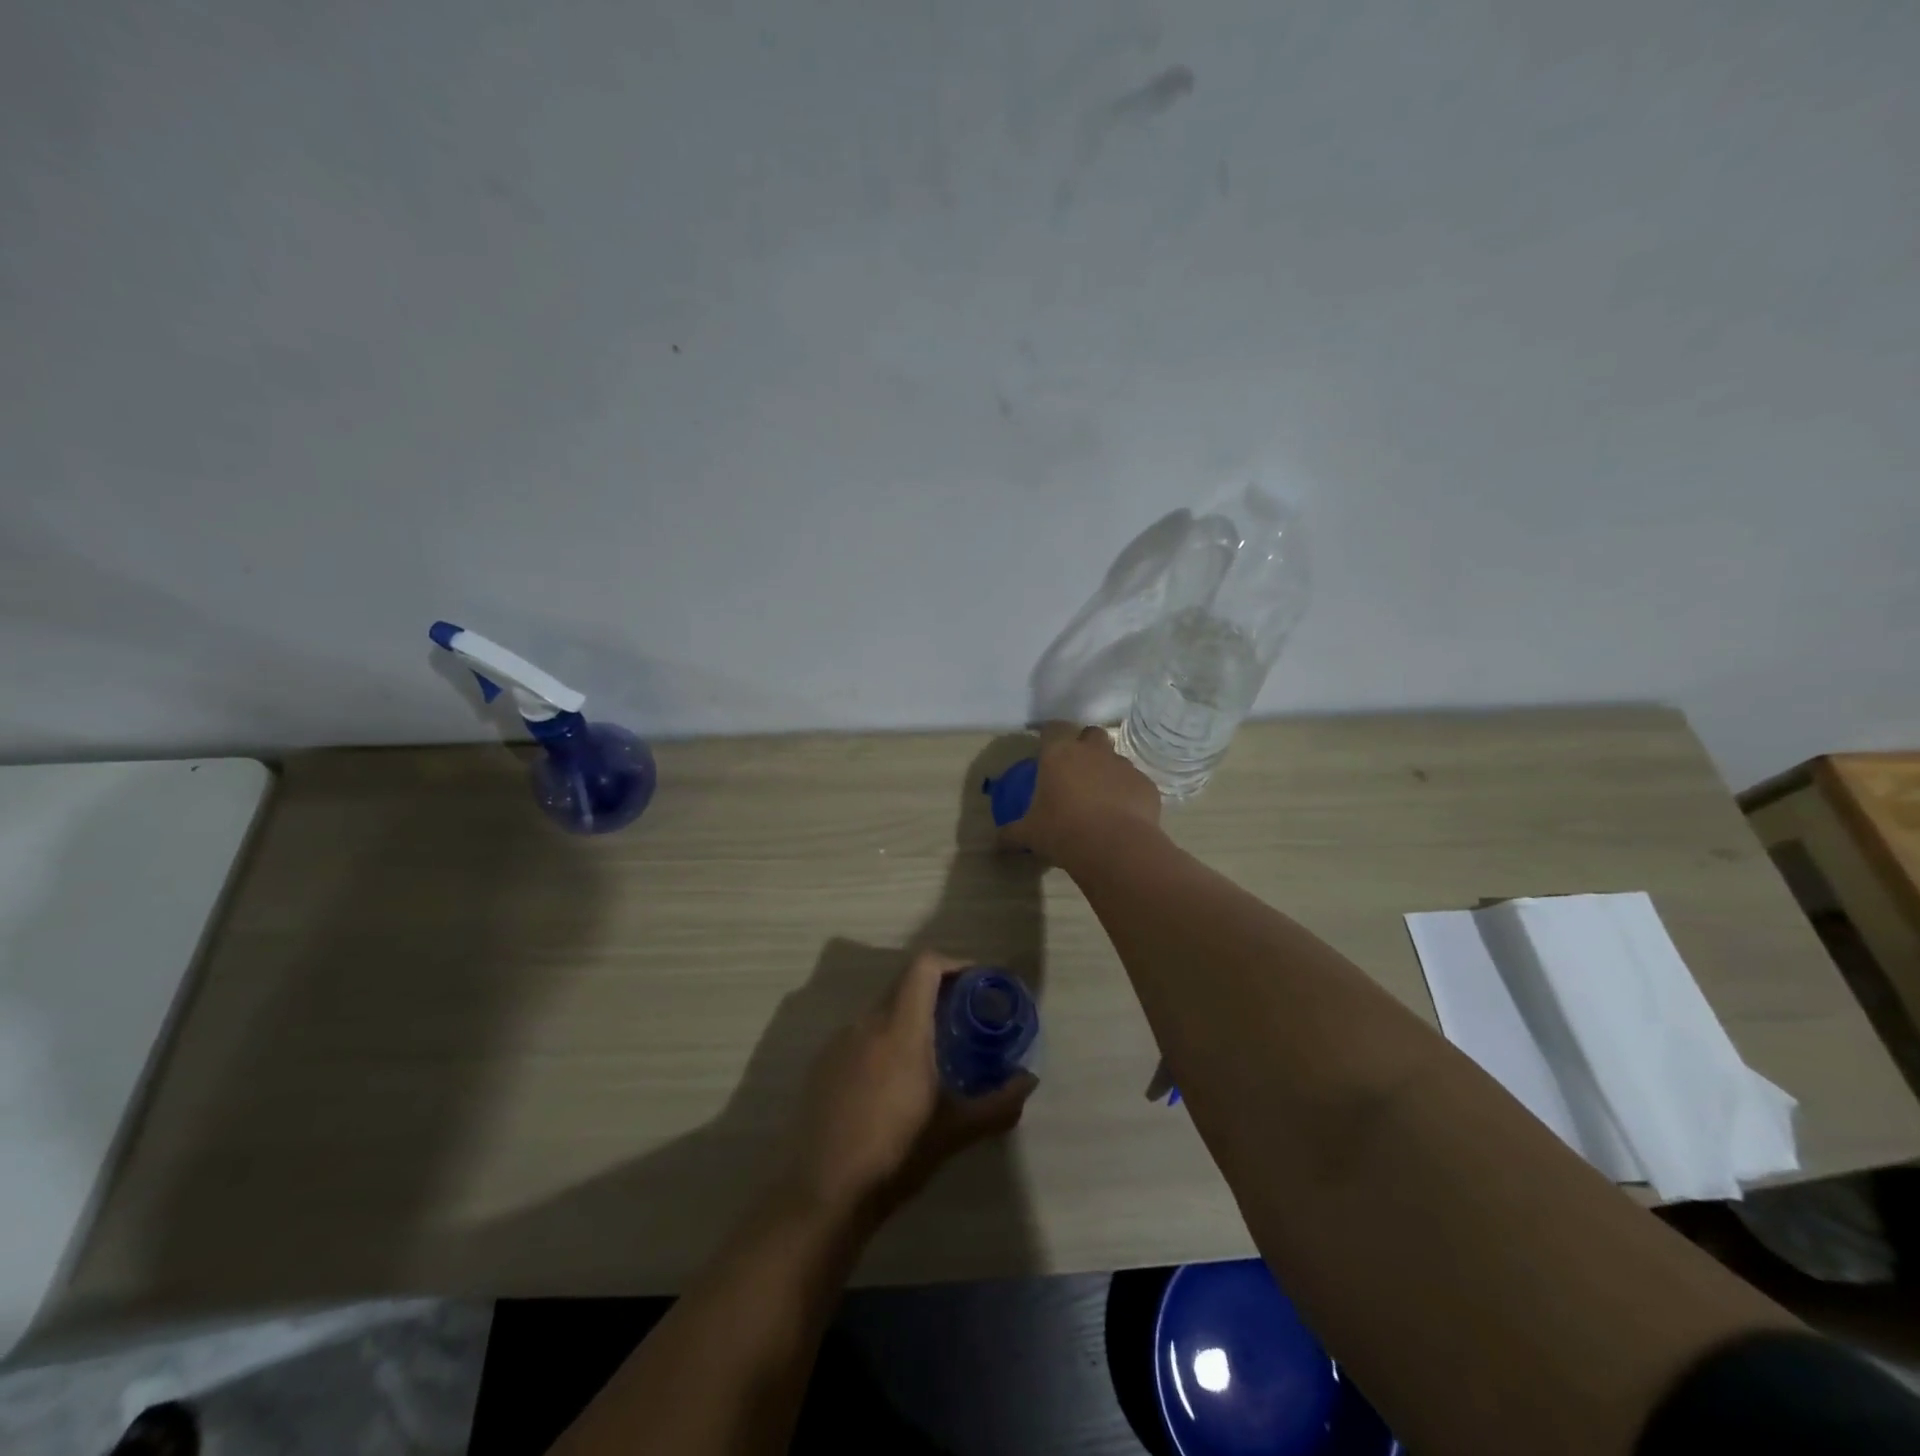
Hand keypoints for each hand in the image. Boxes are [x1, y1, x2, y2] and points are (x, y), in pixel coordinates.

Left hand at [778, 950, 1036, 1226]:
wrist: (823, 1194)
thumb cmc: (895, 1155)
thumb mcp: (955, 1131)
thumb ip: (998, 1104)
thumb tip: (1028, 1082)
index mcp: (901, 1029)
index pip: (924, 965)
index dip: (953, 963)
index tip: (976, 982)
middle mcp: (867, 1023)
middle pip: (904, 983)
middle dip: (936, 990)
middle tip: (962, 1017)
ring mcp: (839, 1042)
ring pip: (882, 1010)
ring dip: (909, 1016)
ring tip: (931, 1052)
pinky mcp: (822, 1064)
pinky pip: (860, 1034)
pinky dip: (883, 1039)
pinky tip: (892, 1080)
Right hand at [997, 722, 1161, 864]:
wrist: (1115, 848)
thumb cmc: (1063, 832)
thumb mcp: (1029, 834)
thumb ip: (1011, 833)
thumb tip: (997, 841)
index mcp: (1059, 754)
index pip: (1053, 728)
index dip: (1049, 734)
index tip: (1045, 746)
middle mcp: (1093, 752)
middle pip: (1091, 733)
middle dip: (1085, 744)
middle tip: (1076, 768)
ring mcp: (1123, 766)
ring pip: (1115, 758)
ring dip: (1107, 770)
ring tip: (1099, 797)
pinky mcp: (1146, 785)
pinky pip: (1134, 783)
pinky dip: (1127, 793)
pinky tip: (1121, 815)